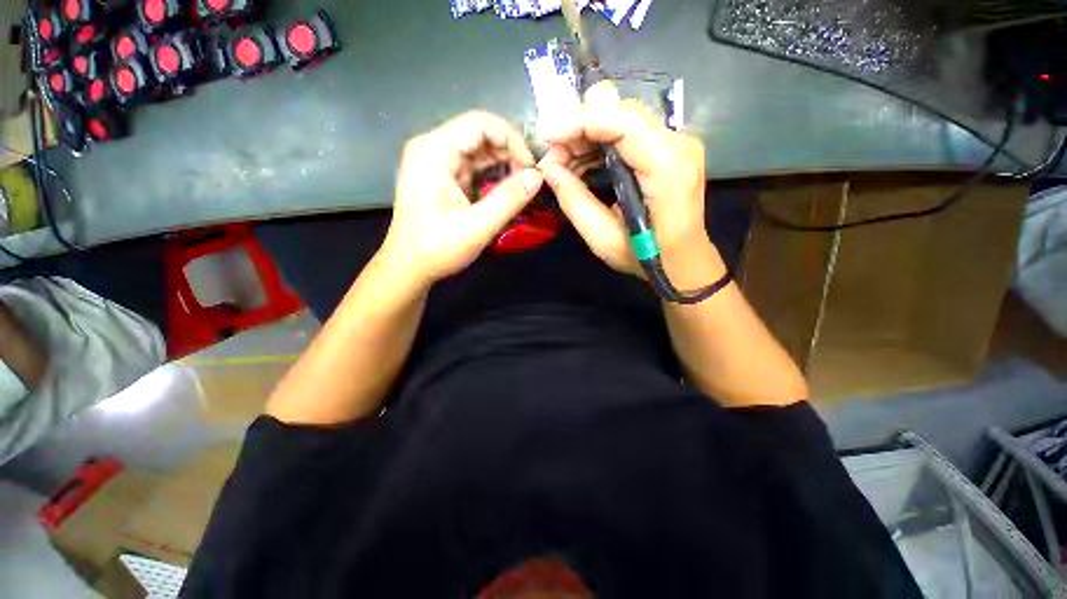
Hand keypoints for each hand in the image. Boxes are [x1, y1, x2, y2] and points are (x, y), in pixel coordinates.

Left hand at [380, 111, 543, 287]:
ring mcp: (437, 163)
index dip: (512, 140)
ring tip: (523, 186)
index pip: (480, 123)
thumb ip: (509, 200)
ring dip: (504, 165)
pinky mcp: (443, 178)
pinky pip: (474, 168)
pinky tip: (508, 192)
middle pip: (480, 134)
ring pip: (479, 151)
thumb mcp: (477, 226)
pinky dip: (493, 177)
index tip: (530, 168)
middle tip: (531, 180)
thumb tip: (537, 177)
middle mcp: (433, 149)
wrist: (409, 268)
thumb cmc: (437, 248)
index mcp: (434, 151)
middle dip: (510, 153)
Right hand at [539, 82, 718, 284]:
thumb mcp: (604, 239)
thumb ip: (576, 202)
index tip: (547, 136)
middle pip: (621, 112)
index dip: (580, 121)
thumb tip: (550, 170)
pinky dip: (599, 143)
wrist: (683, 260)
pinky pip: (628, 132)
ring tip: (562, 165)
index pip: (623, 121)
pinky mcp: (670, 148)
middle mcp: (678, 144)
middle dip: (580, 129)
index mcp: (667, 168)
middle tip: (553, 160)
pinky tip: (581, 164)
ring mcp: (677, 142)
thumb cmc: (647, 257)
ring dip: (587, 136)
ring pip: (622, 118)